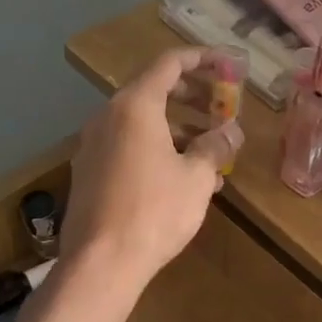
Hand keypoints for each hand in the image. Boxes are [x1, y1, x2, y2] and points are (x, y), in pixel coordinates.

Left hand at [61, 47, 243, 286]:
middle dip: (192, 97)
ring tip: (210, 151)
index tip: (228, 65)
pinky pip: (127, 146)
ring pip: (141, 123)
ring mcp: (93, 145)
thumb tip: (232, 130)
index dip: (202, 59)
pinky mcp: (89, 172)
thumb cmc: (155, 211)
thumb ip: (216, 146)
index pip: (170, 64)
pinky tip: (181, 178)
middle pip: (153, 91)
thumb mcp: (197, 178)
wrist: (101, 262)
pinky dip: (156, 149)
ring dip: (177, 128)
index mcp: (135, 106)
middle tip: (221, 109)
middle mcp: (108, 117)